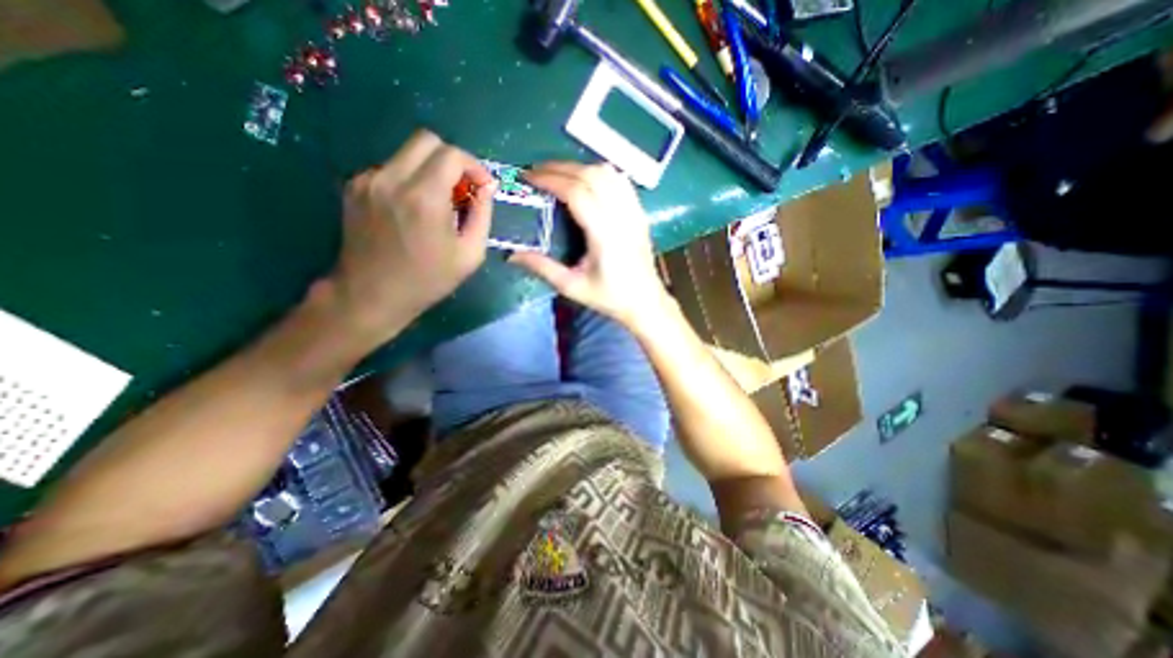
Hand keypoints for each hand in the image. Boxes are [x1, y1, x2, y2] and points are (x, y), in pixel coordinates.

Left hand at [324, 131, 493, 342]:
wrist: (371, 294)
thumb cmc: (428, 279)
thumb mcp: (470, 254)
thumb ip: (483, 214)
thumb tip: (487, 187)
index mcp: (424, 197)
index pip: (452, 154)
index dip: (474, 165)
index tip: (482, 187)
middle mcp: (392, 179)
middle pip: (427, 140)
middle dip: (452, 160)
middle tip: (461, 189)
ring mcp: (368, 180)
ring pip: (407, 154)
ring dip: (430, 171)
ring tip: (438, 204)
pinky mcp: (354, 186)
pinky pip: (391, 169)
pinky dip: (409, 180)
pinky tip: (413, 210)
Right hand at [512, 163, 668, 331]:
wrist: (645, 301)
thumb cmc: (610, 297)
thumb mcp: (572, 287)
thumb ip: (543, 268)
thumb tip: (513, 255)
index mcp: (604, 235)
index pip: (577, 192)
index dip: (551, 179)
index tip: (529, 178)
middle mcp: (622, 216)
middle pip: (591, 175)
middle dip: (560, 168)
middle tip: (537, 174)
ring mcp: (635, 212)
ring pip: (608, 174)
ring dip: (580, 168)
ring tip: (559, 176)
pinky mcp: (640, 213)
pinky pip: (621, 181)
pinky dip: (600, 174)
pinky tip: (586, 181)